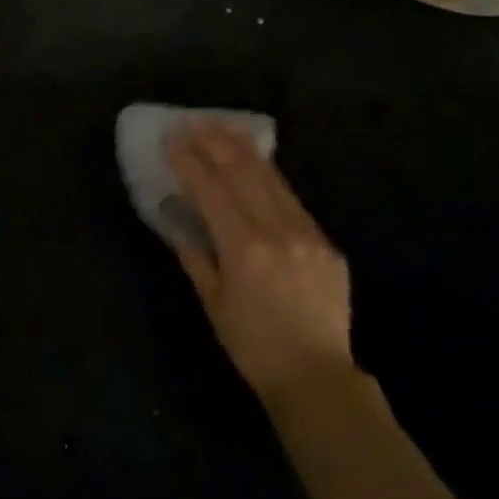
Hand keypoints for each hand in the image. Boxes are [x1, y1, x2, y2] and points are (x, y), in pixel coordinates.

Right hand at [164, 122, 353, 406]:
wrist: (316, 376)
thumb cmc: (252, 345)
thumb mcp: (212, 303)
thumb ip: (195, 256)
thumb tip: (177, 221)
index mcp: (244, 248)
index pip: (211, 190)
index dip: (190, 161)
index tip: (172, 139)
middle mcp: (277, 232)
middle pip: (244, 174)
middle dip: (216, 143)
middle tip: (195, 122)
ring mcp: (307, 234)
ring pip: (273, 180)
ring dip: (245, 151)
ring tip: (224, 128)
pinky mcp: (326, 244)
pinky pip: (293, 201)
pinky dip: (271, 178)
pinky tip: (259, 166)